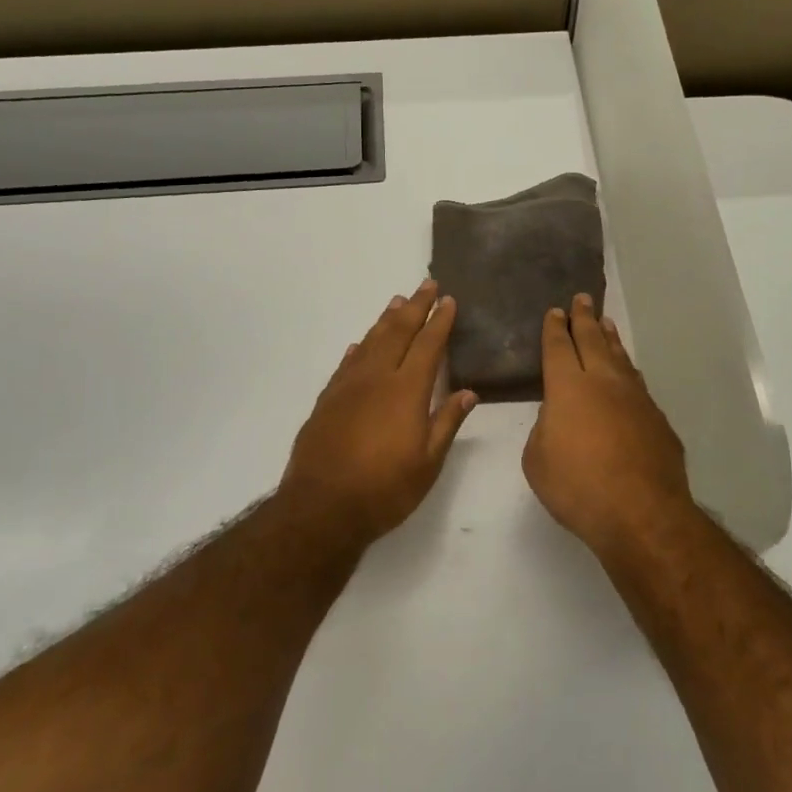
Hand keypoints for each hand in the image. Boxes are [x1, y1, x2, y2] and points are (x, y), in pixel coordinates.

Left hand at [280, 280, 476, 542]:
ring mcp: (348, 386)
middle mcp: (377, 378)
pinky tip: (361, 342)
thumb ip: (447, 422)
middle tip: (426, 285)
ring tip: (397, 302)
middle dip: (415, 307)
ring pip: (370, 341)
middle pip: (398, 332)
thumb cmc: (385, 489)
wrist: (322, 507)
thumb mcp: (428, 462)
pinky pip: (346, 363)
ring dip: (386, 319)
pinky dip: (358, 347)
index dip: (439, 321)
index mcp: (407, 390)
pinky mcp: (327, 399)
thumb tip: (469, 393)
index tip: (448, 300)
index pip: (428, 345)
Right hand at [522, 293, 693, 551]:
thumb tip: (559, 418)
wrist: (642, 513)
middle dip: (584, 318)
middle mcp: (604, 382)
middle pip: (592, 340)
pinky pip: (638, 384)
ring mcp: (636, 398)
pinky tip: (628, 373)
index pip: (558, 347)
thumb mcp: (538, 460)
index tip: (555, 312)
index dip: (555, 328)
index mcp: (567, 388)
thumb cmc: (578, 487)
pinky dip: (628, 371)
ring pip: (620, 358)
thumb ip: (544, 429)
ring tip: (606, 324)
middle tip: (582, 299)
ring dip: (610, 339)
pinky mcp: (657, 419)